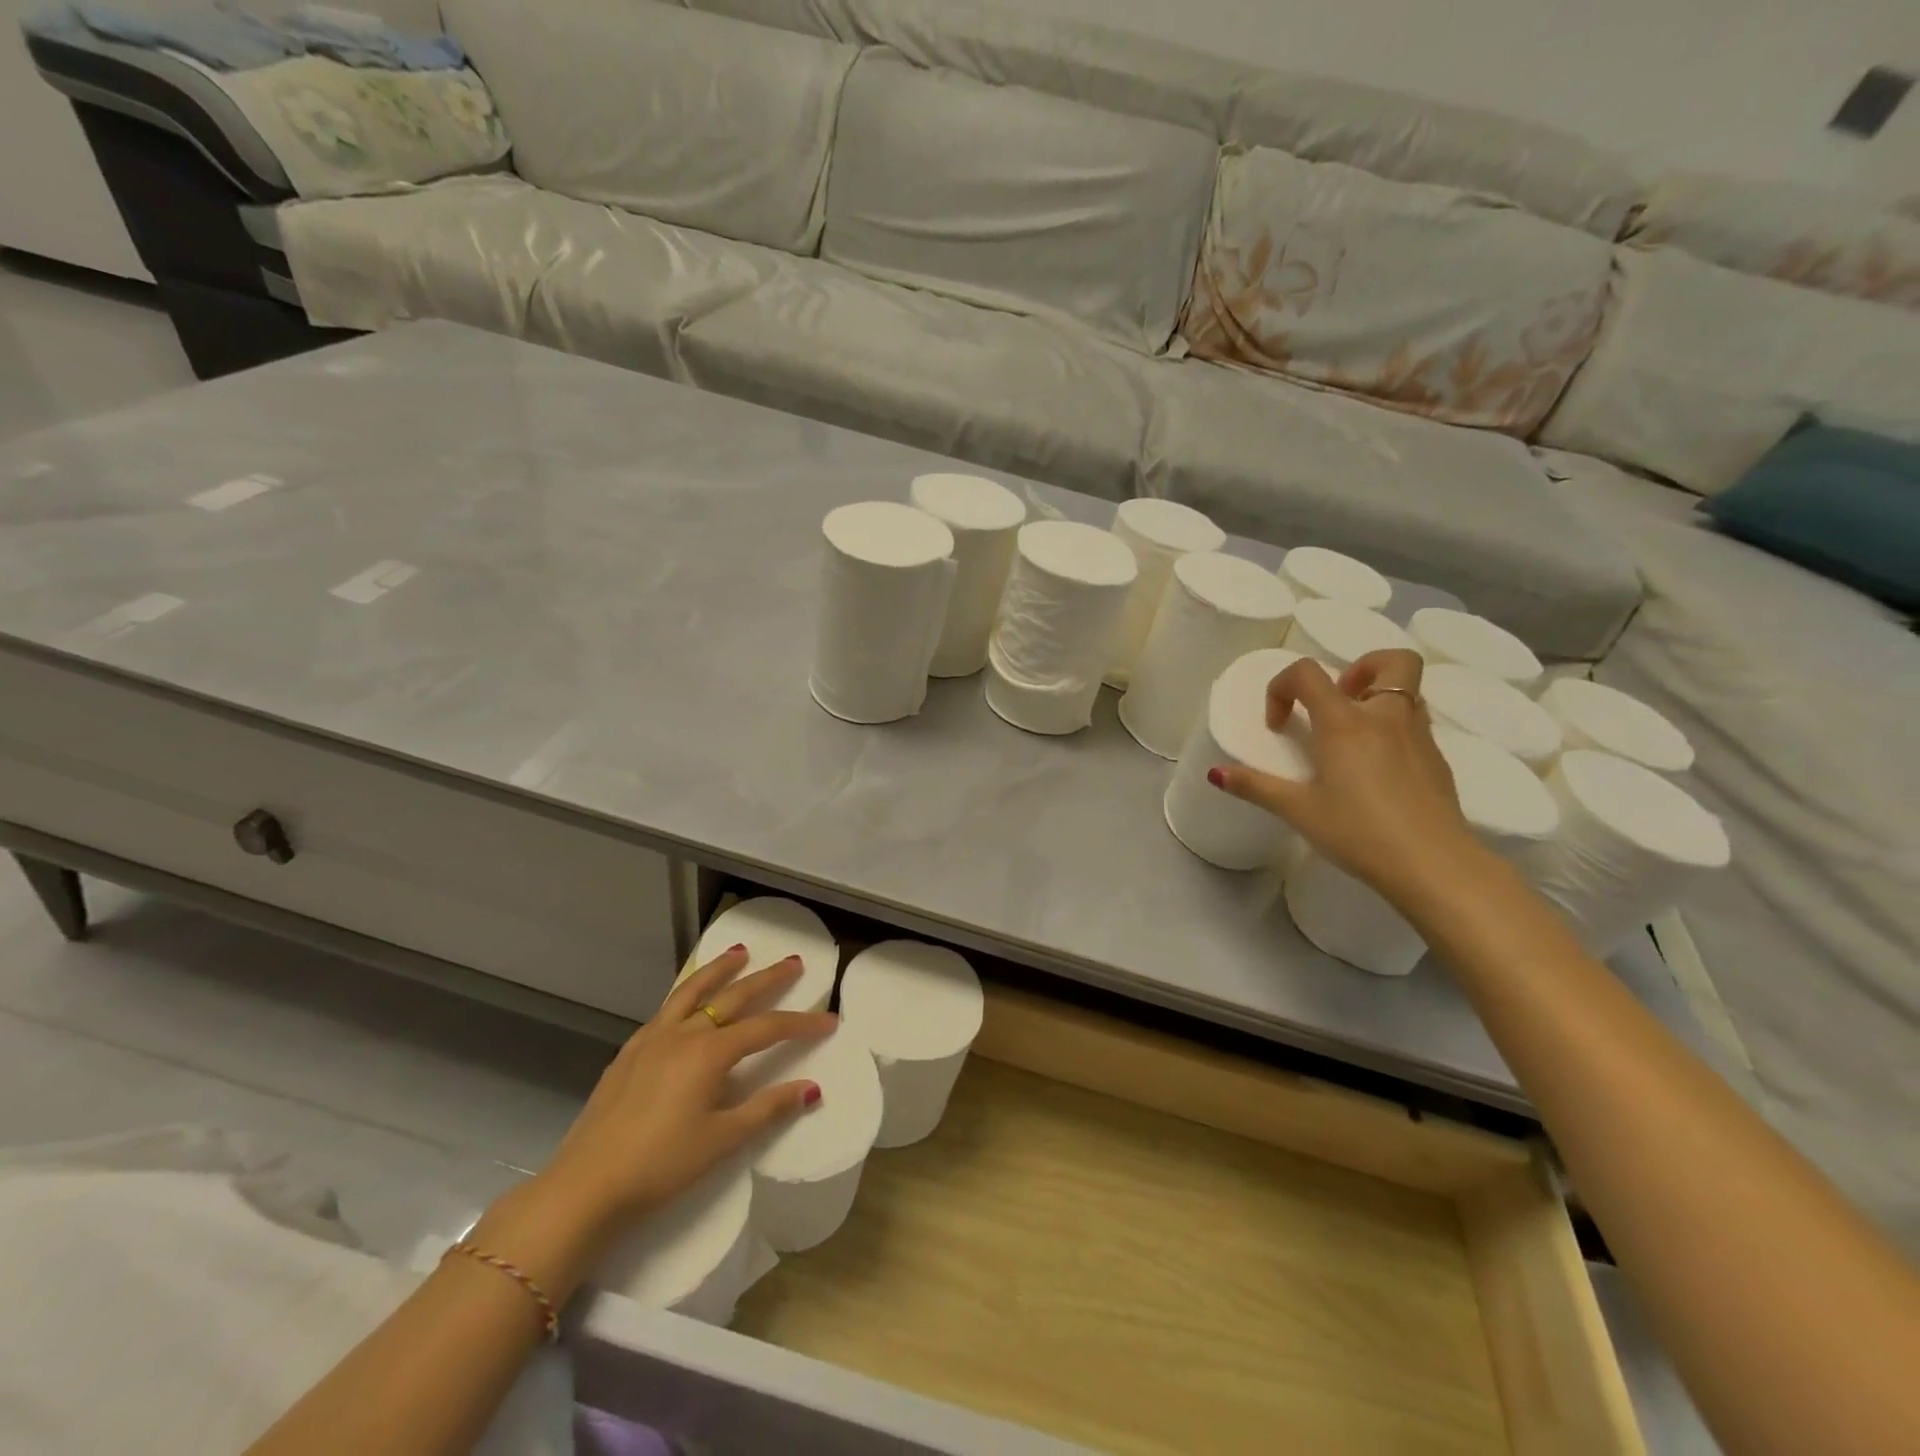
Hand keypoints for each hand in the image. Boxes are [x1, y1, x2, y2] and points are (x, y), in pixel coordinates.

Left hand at [532, 947, 836, 1244]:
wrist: (585, 1186)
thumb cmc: (660, 1165)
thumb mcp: (722, 1140)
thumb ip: (767, 1109)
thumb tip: (811, 1088)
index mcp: (709, 1053)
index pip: (767, 1029)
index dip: (801, 1023)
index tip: (830, 1020)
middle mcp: (683, 1033)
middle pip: (734, 996)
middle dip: (767, 978)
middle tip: (793, 962)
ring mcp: (652, 1039)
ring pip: (693, 991)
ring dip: (720, 970)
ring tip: (739, 953)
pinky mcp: (629, 1052)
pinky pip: (666, 1009)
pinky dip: (686, 994)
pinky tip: (689, 1001)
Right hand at [1210, 649, 1479, 903]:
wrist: (1434, 865)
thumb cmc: (1358, 832)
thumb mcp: (1298, 811)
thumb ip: (1255, 787)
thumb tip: (1215, 773)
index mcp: (1344, 723)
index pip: (1307, 673)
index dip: (1281, 688)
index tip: (1278, 725)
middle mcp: (1386, 717)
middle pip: (1390, 660)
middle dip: (1360, 668)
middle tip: (1337, 702)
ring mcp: (1419, 736)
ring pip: (1409, 691)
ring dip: (1379, 698)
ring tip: (1354, 735)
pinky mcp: (1439, 760)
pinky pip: (1416, 724)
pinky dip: (1393, 730)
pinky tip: (1377, 770)